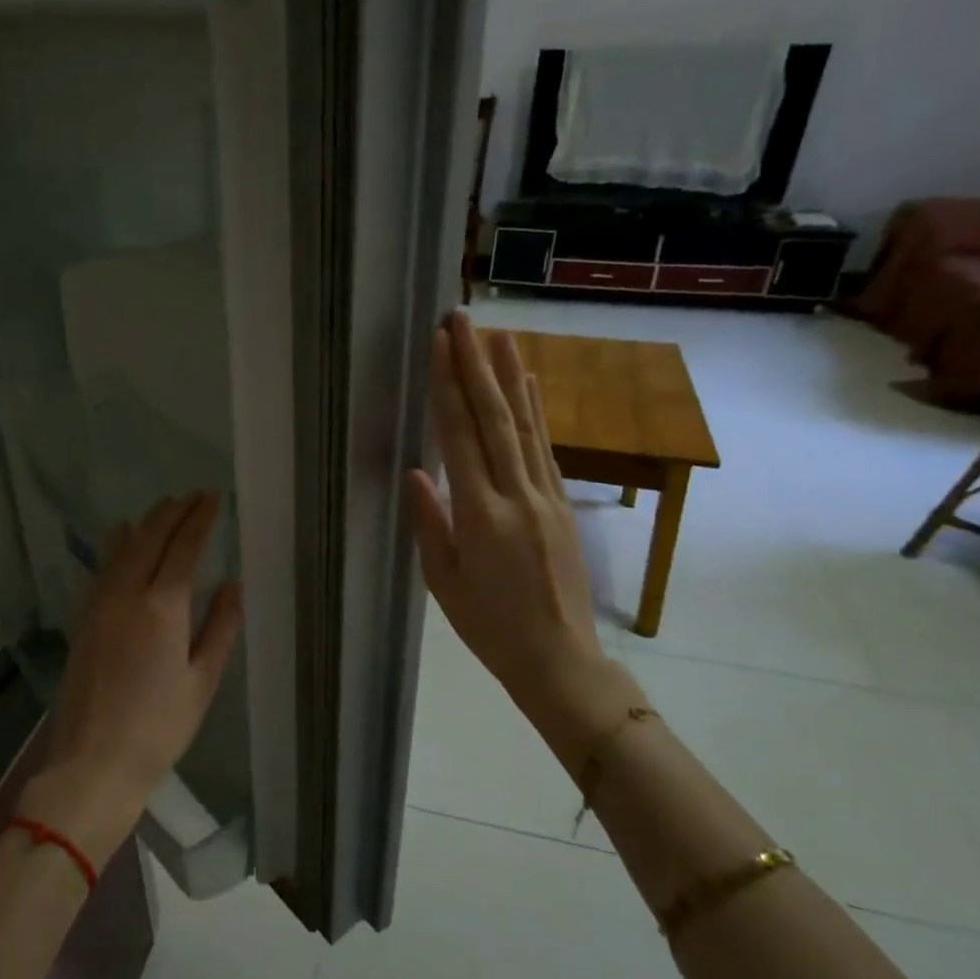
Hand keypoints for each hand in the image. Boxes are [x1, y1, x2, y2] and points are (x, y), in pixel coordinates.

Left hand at [22, 492, 244, 864]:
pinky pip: (102, 569)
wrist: (93, 763)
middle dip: (173, 512)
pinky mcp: (84, 620)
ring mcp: (99, 605)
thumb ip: (220, 627)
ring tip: (163, 506)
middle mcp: (127, 595)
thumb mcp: (202, 681)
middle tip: (193, 495)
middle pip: (151, 538)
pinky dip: (116, 545)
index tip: (213, 498)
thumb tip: (233, 584)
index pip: (184, 547)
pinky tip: (120, 536)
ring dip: (146, 522)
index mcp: (162, 607)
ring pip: (123, 548)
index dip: (200, 519)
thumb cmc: (159, 728)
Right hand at [405, 313, 620, 742]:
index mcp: (480, 515)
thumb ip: (430, 522)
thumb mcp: (444, 581)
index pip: (460, 437)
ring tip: (500, 335)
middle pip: (495, 417)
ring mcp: (546, 496)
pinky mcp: (563, 504)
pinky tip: (531, 384)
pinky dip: (537, 411)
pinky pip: (545, 447)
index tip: (439, 346)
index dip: (448, 387)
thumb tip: (416, 471)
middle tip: (463, 320)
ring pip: (526, 425)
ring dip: (511, 375)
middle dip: (476, 365)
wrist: (559, 658)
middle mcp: (517, 494)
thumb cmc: (489, 626)